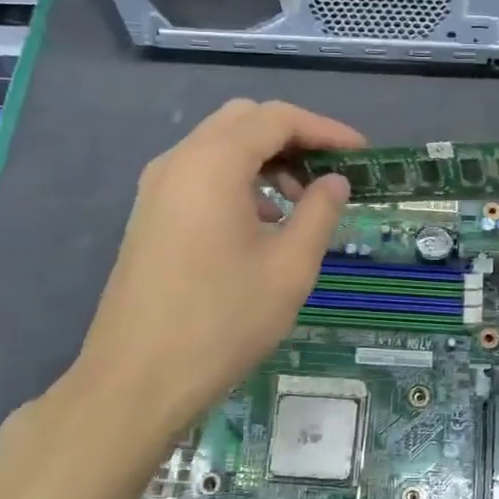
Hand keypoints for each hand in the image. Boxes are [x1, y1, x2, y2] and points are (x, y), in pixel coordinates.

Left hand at [55, 100, 363, 446]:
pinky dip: (237, 182)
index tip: (361, 154)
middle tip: (328, 175)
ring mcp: (156, 188)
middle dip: (292, 139)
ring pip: (219, 148)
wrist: (137, 379)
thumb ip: (319, 213)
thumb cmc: (223, 321)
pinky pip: (199, 176)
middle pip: (243, 122)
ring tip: (299, 205)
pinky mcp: (149, 216)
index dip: (325, 130)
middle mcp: (178, 161)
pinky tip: (259, 225)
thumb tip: (335, 182)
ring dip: (264, 162)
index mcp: (213, 163)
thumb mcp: (289, 268)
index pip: (277, 118)